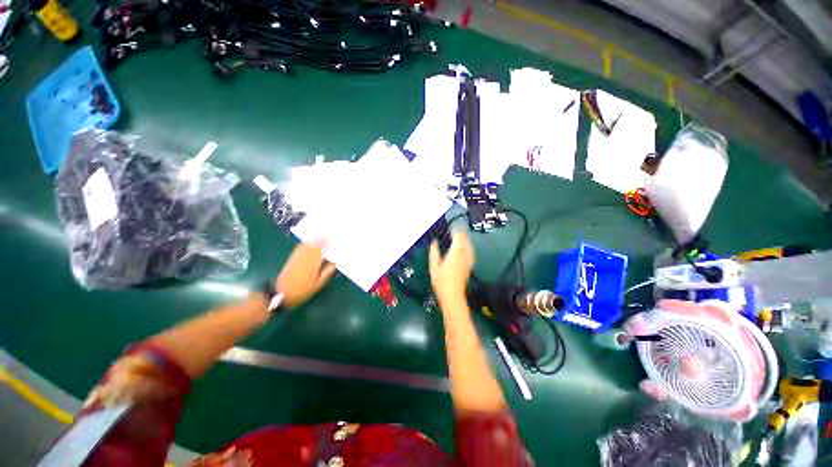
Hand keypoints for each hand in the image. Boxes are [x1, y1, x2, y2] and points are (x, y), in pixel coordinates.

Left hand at [276, 240, 336, 307]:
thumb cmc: (302, 291)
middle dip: (322, 239)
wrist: (281, 294)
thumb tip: (335, 262)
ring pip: (307, 244)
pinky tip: (309, 242)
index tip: (335, 238)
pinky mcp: (292, 258)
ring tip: (322, 236)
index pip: (322, 249)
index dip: (328, 242)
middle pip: (315, 244)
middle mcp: (305, 257)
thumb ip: (326, 273)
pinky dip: (306, 243)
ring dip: (314, 239)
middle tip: (330, 235)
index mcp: (313, 263)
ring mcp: (298, 257)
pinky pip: (300, 247)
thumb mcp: (318, 285)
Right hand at [429, 230, 474, 305]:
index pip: (458, 238)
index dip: (457, 230)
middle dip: (462, 233)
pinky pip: (470, 253)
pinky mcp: (469, 267)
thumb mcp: (433, 268)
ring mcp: (468, 262)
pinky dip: (468, 247)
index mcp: (454, 254)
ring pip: (469, 246)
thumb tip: (434, 243)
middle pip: (465, 241)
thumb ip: (434, 253)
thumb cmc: (441, 283)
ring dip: (465, 239)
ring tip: (461, 236)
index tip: (454, 225)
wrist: (453, 297)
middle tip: (456, 229)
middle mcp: (463, 256)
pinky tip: (465, 248)